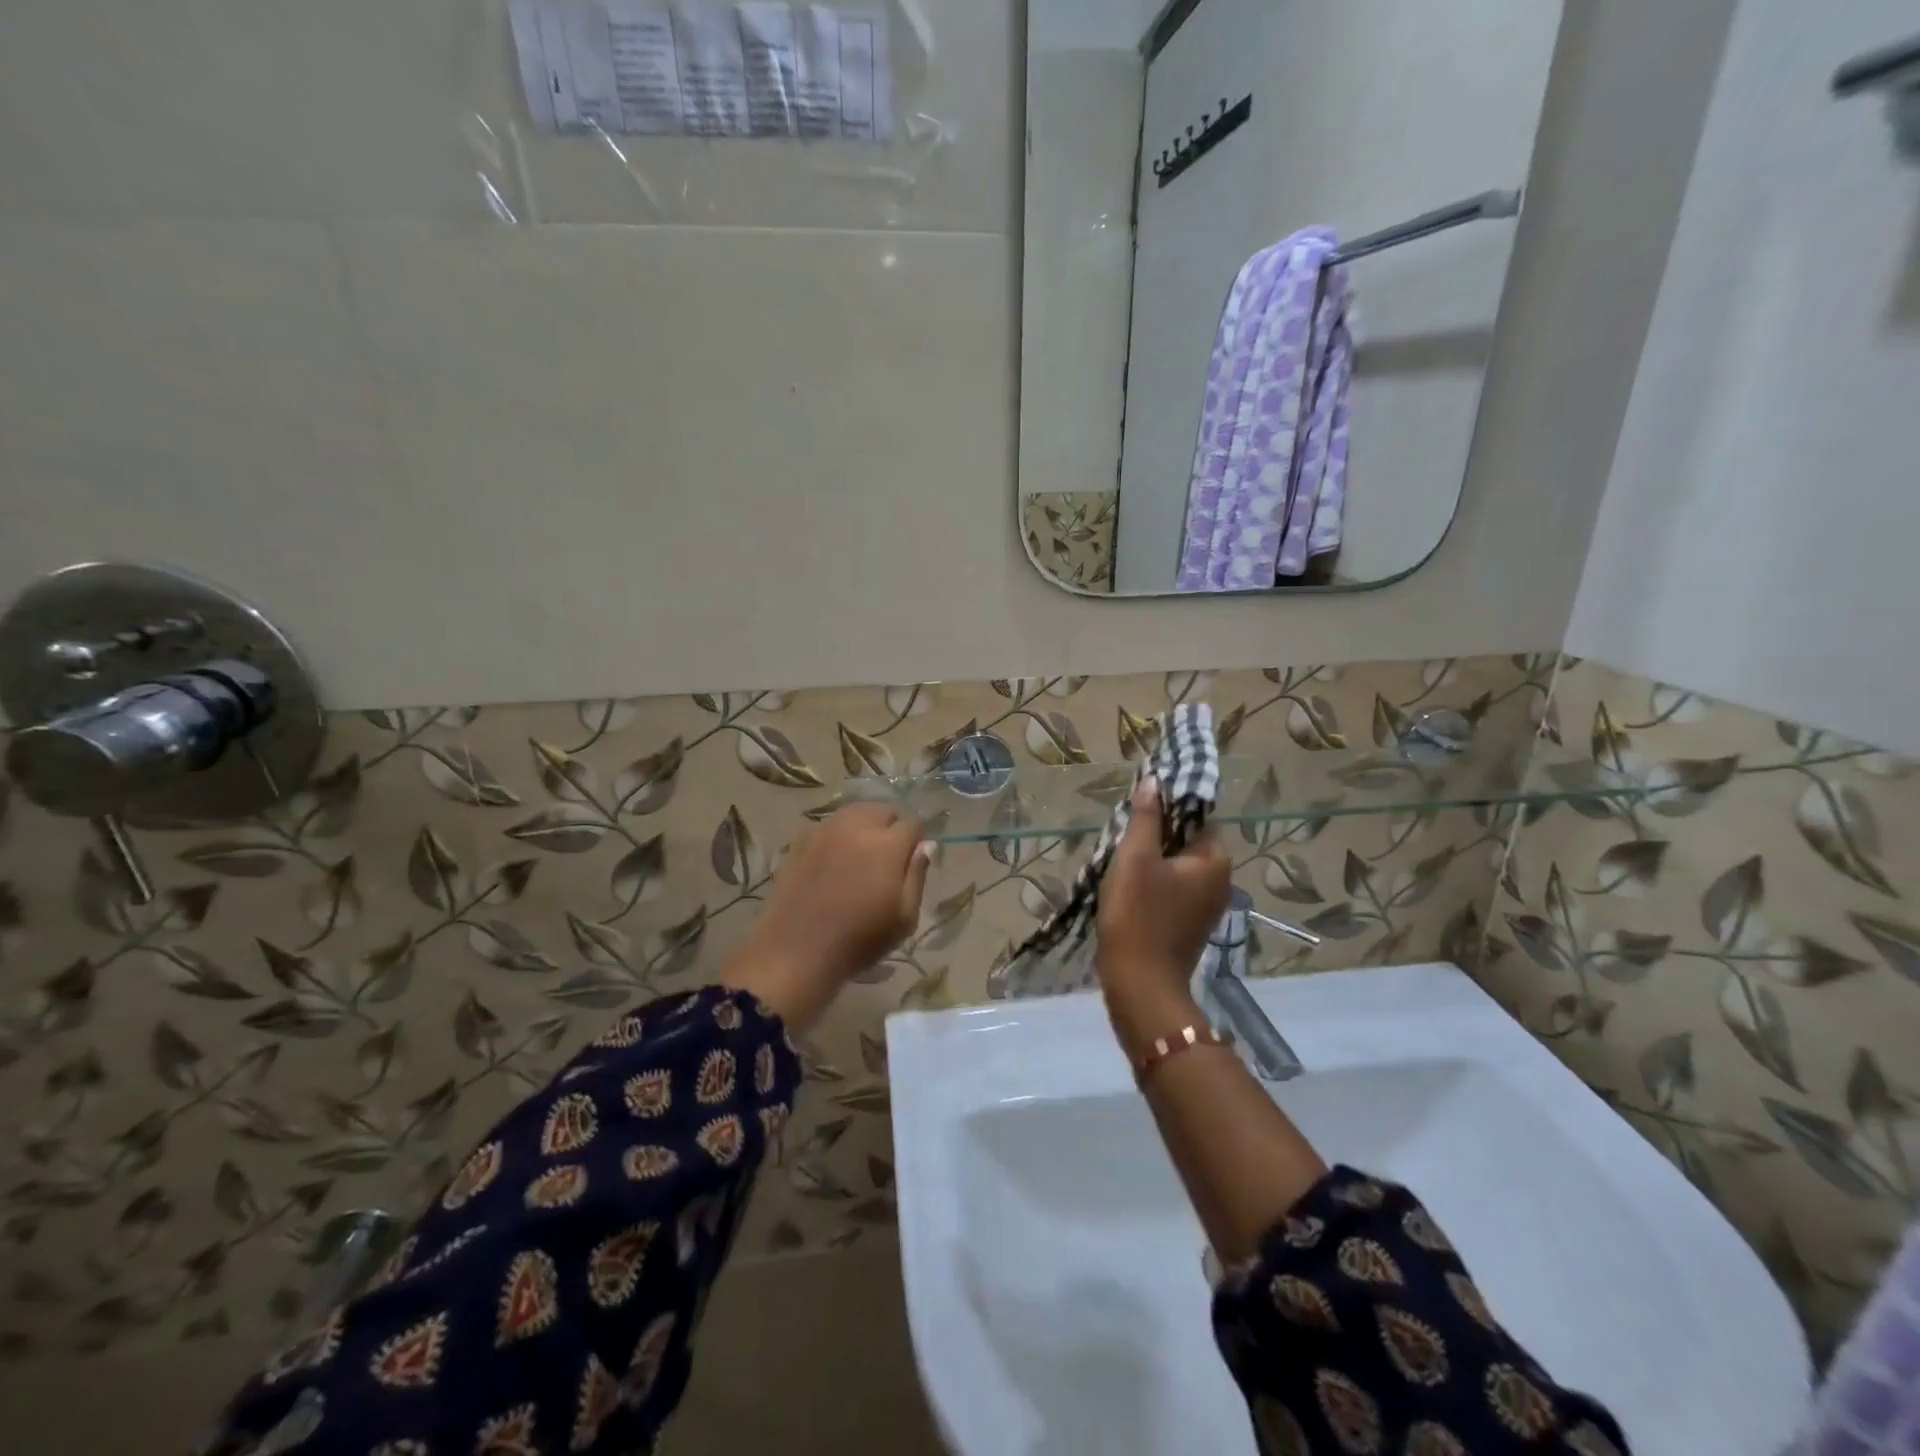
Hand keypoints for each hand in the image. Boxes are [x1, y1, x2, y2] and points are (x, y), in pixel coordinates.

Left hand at [721, 804, 932, 1030]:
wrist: (797, 951)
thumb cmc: (859, 940)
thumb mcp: (904, 917)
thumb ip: (917, 875)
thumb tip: (925, 846)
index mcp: (888, 844)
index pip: (912, 823)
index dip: (916, 840)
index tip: (911, 860)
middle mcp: (857, 826)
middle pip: (882, 810)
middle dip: (891, 826)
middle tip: (888, 857)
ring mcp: (825, 831)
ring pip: (854, 813)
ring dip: (864, 826)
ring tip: (861, 854)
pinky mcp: (800, 841)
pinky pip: (828, 826)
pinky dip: (838, 834)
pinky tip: (834, 860)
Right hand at [1096, 778, 1231, 1054]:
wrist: (1140, 986)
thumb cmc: (1138, 916)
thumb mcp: (1135, 859)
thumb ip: (1145, 818)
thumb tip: (1154, 782)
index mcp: (1214, 860)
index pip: (1195, 818)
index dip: (1166, 808)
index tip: (1136, 809)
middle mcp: (1220, 881)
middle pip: (1186, 842)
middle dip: (1155, 836)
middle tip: (1121, 835)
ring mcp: (1207, 907)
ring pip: (1177, 868)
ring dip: (1151, 861)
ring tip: (1119, 860)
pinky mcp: (1190, 926)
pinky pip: (1173, 891)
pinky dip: (1153, 884)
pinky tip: (1127, 889)